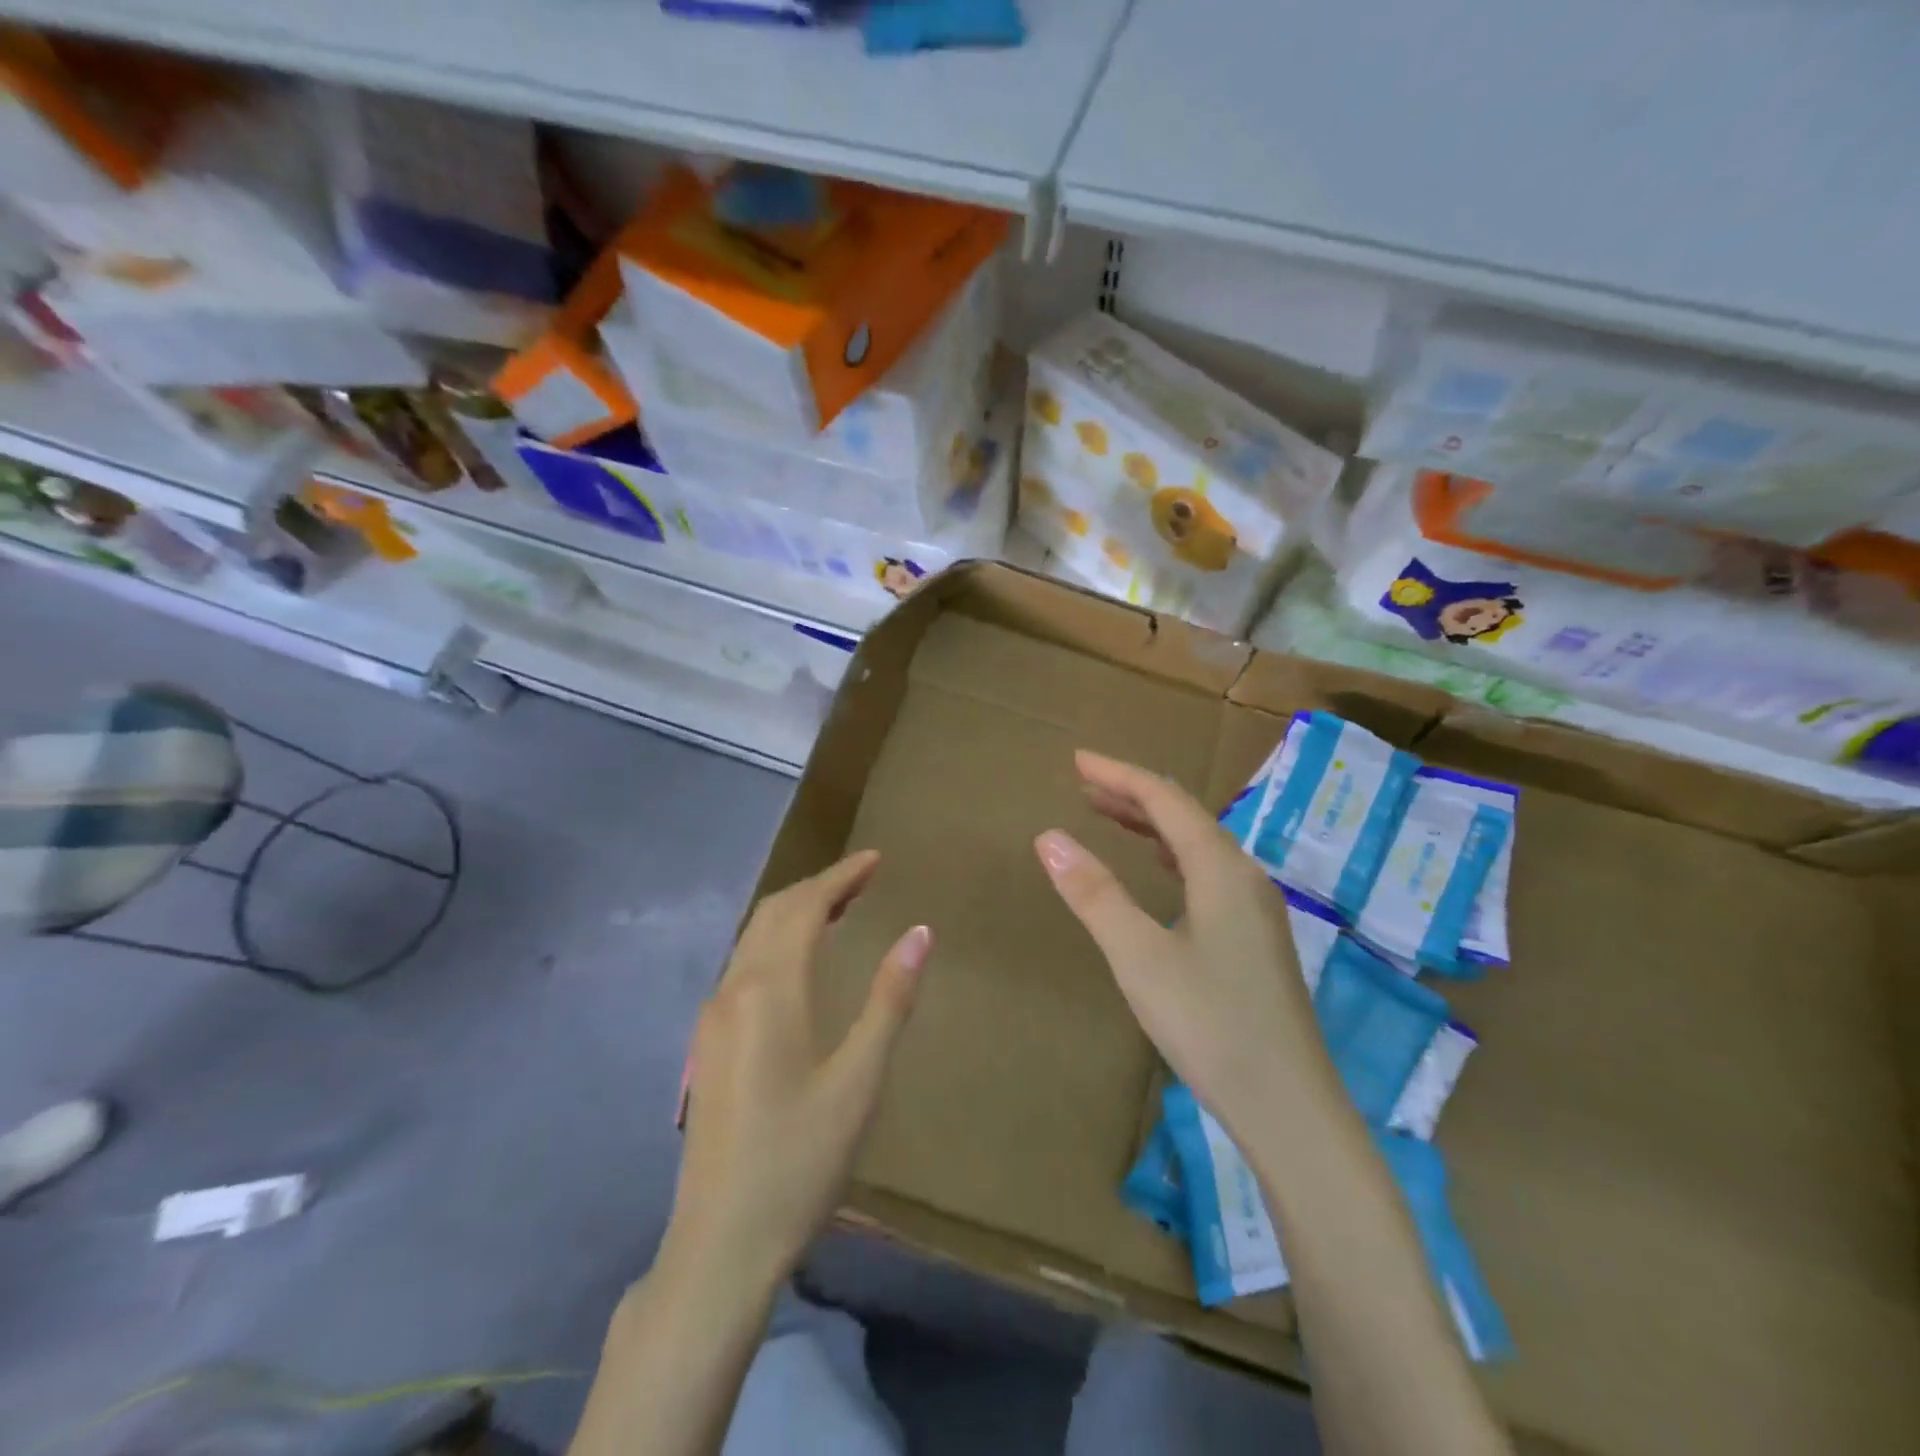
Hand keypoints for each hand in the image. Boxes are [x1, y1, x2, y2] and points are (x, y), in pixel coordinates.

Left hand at [666, 850, 930, 1289]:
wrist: (720, 1243)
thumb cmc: (800, 1160)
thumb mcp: (859, 1080)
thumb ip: (889, 999)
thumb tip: (919, 932)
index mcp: (769, 991)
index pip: (804, 908)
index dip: (841, 877)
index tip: (876, 859)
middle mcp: (733, 989)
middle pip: (773, 913)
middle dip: (818, 887)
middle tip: (863, 879)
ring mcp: (713, 1017)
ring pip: (753, 938)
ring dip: (794, 912)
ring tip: (839, 909)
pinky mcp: (708, 1043)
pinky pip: (743, 965)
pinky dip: (776, 941)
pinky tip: (800, 962)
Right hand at [1034, 751, 1331, 1144]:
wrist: (1289, 1107)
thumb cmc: (1211, 1025)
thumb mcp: (1139, 957)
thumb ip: (1094, 894)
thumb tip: (1049, 837)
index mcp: (1221, 869)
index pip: (1164, 800)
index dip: (1119, 775)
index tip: (1076, 762)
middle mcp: (1244, 876)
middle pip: (1184, 816)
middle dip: (1132, 793)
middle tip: (1083, 783)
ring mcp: (1255, 907)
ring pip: (1198, 844)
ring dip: (1151, 823)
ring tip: (1107, 813)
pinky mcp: (1255, 936)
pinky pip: (1207, 872)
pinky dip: (1171, 855)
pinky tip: (1158, 868)